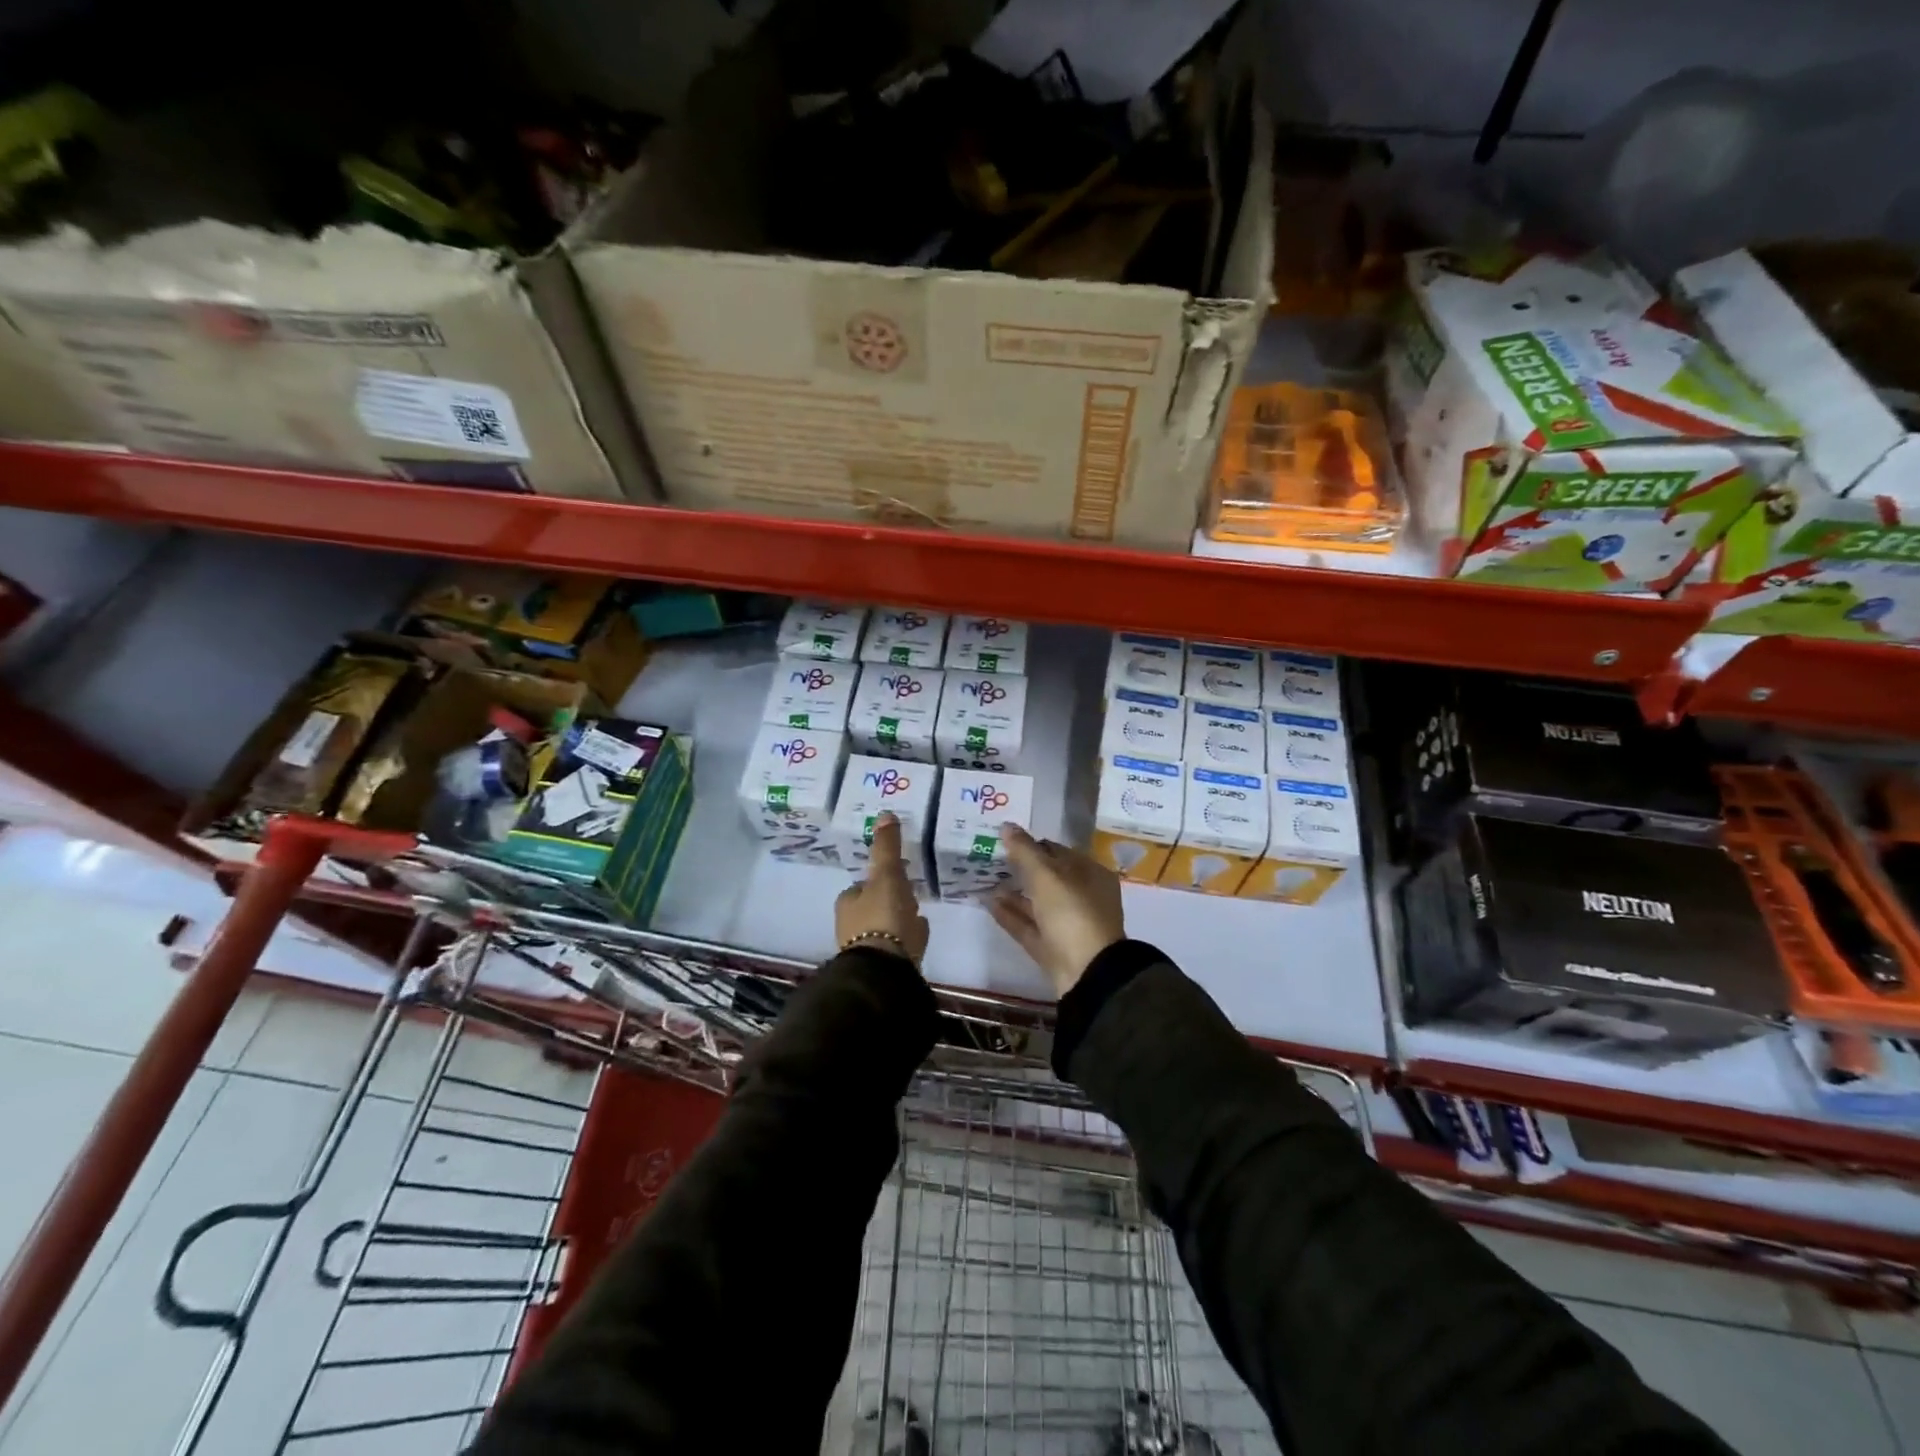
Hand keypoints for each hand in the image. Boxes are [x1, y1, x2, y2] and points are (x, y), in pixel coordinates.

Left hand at [834, 813, 929, 964]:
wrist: (885, 970)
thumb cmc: (883, 917)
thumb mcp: (887, 876)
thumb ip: (887, 848)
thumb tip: (885, 814)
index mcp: (848, 903)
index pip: (862, 886)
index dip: (879, 879)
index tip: (899, 874)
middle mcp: (851, 926)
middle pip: (874, 906)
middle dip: (891, 899)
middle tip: (911, 893)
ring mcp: (867, 949)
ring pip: (886, 926)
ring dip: (900, 918)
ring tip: (918, 913)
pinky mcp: (883, 967)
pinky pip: (898, 944)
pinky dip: (908, 937)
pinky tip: (919, 935)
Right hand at [989, 824, 1125, 997]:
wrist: (1087, 973)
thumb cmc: (1072, 913)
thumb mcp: (1047, 876)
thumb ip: (1025, 850)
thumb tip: (1007, 826)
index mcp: (1090, 874)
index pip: (1059, 852)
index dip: (1032, 844)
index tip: (1005, 840)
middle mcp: (1082, 897)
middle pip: (1047, 878)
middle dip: (1020, 869)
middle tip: (990, 858)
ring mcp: (1068, 925)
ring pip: (1037, 903)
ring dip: (1013, 892)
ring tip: (985, 880)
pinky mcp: (1053, 948)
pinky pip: (1029, 926)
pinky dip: (1010, 914)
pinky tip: (989, 903)